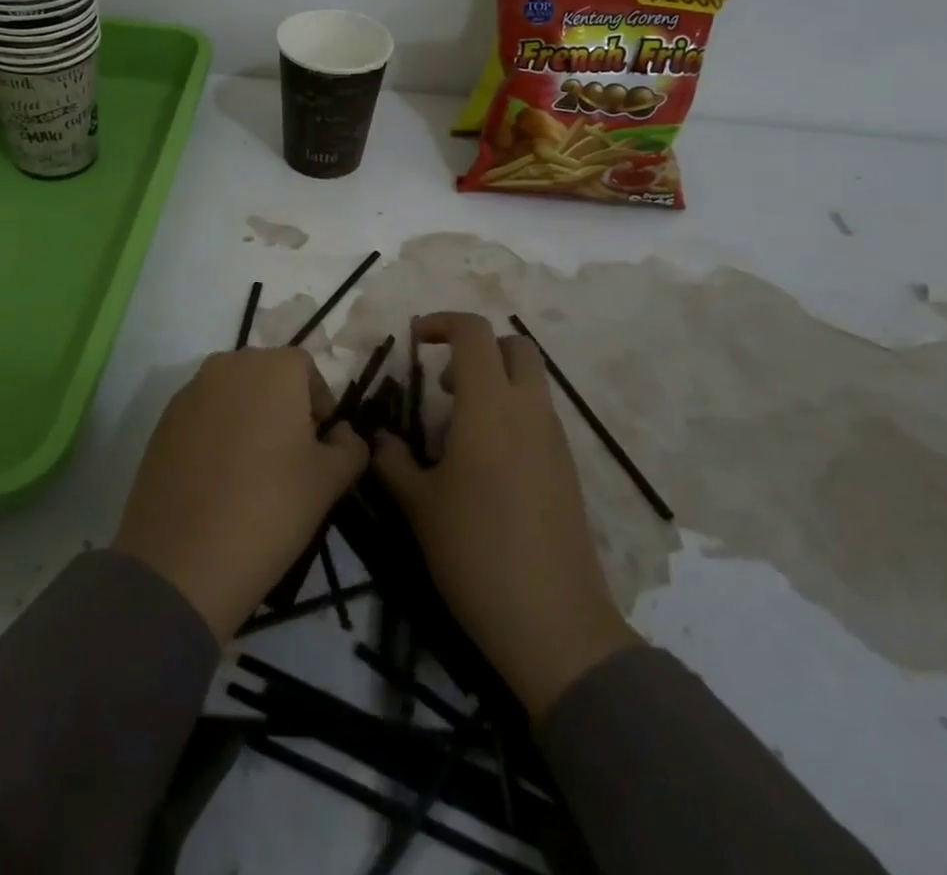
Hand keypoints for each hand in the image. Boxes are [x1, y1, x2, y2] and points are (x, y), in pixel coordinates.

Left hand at [113, 347, 368, 641]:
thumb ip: (350, 446)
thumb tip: (342, 434)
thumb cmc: (270, 508)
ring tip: (253, 470)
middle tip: (290, 457)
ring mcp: (191, 390)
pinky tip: (219, 479)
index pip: (306, 369)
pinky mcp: (163, 421)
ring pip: (233, 395)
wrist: (182, 560)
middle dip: (283, 407)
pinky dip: (216, 434)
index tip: (320, 445)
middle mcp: (229, 364)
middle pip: (267, 375)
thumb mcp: (330, 481)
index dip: (319, 404)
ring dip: (249, 418)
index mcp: (274, 367)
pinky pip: (203, 415)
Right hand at [373, 312, 640, 717]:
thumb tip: (379, 438)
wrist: (553, 622)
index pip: (474, 333)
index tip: (415, 340)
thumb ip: (393, 461)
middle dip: (478, 348)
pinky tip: (486, 463)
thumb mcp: (419, 506)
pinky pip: (539, 416)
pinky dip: (512, 414)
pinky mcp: (568, 468)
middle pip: (515, 346)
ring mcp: (555, 439)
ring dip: (495, 382)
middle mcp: (529, 411)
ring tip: (459, 428)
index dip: (442, 323)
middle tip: (445, 383)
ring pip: (531, 382)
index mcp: (490, 407)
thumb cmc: (475, 553)